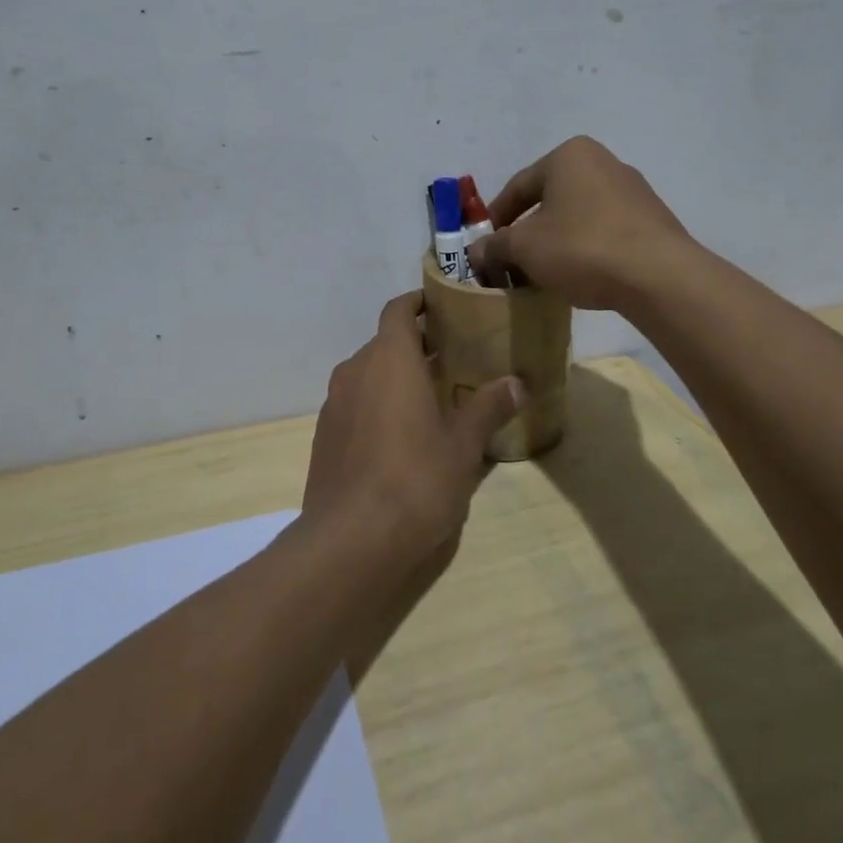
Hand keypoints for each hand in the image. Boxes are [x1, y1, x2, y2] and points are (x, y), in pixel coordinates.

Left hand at [301, 292, 524, 572]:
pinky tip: (399, 436)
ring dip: (394, 377)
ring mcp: (334, 403)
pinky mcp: (324, 435)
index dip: (418, 302)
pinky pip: (354, 403)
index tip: (443, 306)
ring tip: (429, 397)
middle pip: (384, 342)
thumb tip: (518, 383)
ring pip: (367, 374)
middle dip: (414, 345)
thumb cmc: (416, 479)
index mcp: (389, 359)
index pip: (398, 310)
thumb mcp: (463, 445)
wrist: (350, 540)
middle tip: (451, 358)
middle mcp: (355, 370)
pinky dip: (376, 404)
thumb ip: (487, 407)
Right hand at [469, 136, 693, 310]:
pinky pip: (605, 230)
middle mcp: (602, 162)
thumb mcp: (525, 248)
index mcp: (569, 156)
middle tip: (512, 262)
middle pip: (549, 200)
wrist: (660, 276)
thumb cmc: (582, 248)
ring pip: (577, 216)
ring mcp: (633, 190)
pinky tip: (580, 275)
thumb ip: (494, 246)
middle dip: (527, 232)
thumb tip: (476, 252)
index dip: (495, 219)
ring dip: (556, 242)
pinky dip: (585, 248)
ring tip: (544, 273)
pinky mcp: (652, 219)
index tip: (485, 247)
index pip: (518, 186)